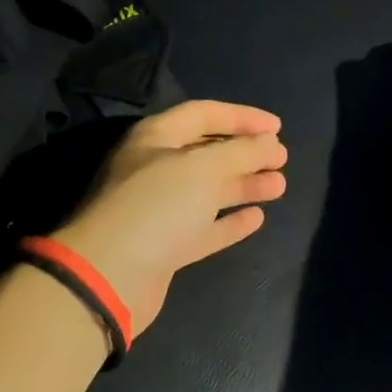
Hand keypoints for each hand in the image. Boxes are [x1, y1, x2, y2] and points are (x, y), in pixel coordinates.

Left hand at [50, 100, 287, 330]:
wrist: (109, 276)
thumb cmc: (156, 207)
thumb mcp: (202, 168)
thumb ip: (241, 152)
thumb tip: (270, 143)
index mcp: (156, 138)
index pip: (204, 114)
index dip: (241, 117)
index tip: (277, 127)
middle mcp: (157, 168)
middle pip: (208, 152)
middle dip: (246, 152)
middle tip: (282, 157)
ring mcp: (161, 209)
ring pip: (210, 190)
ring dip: (244, 185)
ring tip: (280, 185)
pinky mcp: (167, 246)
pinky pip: (206, 227)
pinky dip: (230, 221)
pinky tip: (257, 218)